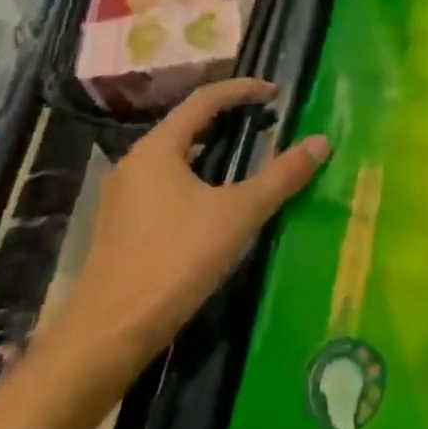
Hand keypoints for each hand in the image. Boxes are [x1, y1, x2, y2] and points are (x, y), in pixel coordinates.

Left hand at [35, 78, 330, 406]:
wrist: (105, 338)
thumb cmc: (173, 263)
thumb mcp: (237, 215)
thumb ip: (280, 177)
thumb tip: (322, 142)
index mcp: (158, 147)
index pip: (205, 99)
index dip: (243, 90)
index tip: (276, 93)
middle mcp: (136, 161)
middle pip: (187, 123)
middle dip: (228, 117)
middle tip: (266, 121)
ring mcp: (124, 195)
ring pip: (176, 155)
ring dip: (211, 147)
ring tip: (247, 156)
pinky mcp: (121, 224)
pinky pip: (165, 181)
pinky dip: (196, 175)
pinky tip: (215, 200)